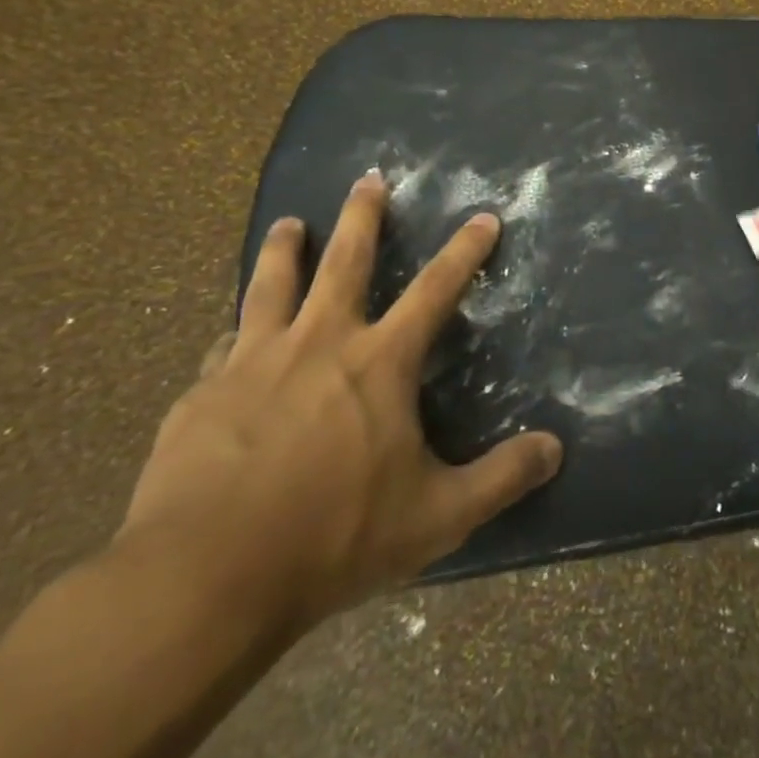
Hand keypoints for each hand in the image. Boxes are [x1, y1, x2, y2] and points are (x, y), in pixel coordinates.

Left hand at [116, 170, 562, 631]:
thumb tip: (557, 449)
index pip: (436, 290)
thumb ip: (501, 478)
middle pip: (345, 262)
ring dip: (285, 248)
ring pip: (271, 285)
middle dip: (363, 216)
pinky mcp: (201, 393)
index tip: (483, 216)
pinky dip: (237, 329)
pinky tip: (230, 333)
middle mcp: (319, 343)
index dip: (465, 251)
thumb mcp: (437, 516)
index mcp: (379, 362)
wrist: (202, 579)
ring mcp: (252, 362)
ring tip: (290, 222)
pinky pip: (225, 344)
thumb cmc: (333, 537)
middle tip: (369, 178)